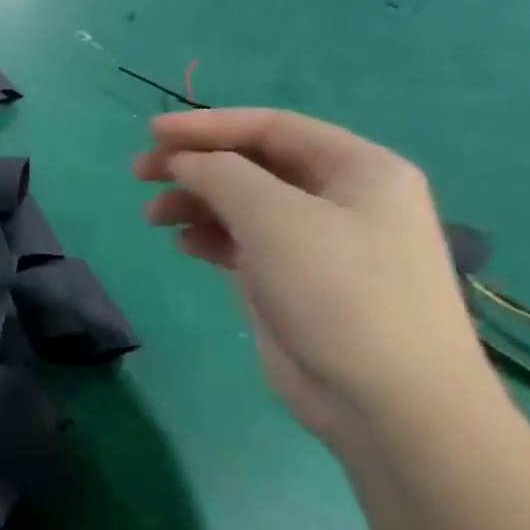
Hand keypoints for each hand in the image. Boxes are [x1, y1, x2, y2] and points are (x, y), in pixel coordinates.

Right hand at [135, 108, 495, 449]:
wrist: (390, 405)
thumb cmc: (339, 291)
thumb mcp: (272, 215)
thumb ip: (218, 172)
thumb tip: (181, 160)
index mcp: (358, 170)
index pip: (270, 126)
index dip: (207, 124)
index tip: (150, 132)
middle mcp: (342, 199)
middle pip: (252, 163)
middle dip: (194, 164)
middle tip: (140, 172)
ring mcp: (319, 242)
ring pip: (242, 203)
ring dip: (194, 201)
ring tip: (152, 216)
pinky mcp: (295, 280)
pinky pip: (242, 241)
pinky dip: (209, 236)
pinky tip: (183, 245)